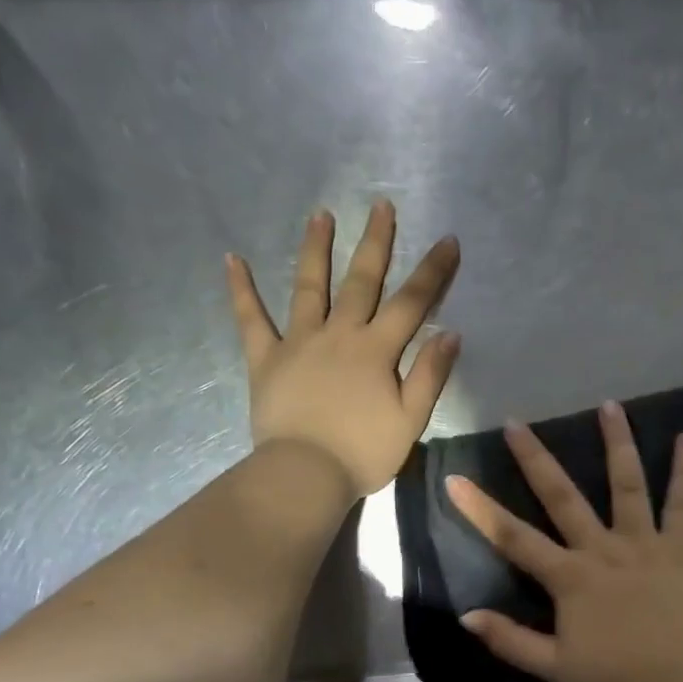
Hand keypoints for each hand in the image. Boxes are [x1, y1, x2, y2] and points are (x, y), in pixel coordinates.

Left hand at [227, 201, 460, 498]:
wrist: (305, 476)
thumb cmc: (363, 452)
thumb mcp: (411, 420)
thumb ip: (430, 375)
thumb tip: (450, 332)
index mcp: (377, 350)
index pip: (412, 302)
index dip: (433, 271)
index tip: (448, 240)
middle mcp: (339, 334)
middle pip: (361, 281)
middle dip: (375, 242)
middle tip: (381, 205)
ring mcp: (299, 342)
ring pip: (309, 286)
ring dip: (315, 249)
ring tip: (321, 215)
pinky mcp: (266, 359)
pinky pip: (251, 320)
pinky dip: (241, 290)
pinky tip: (232, 259)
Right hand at [446, 402, 682, 681]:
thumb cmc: (617, 678)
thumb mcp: (554, 668)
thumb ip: (510, 640)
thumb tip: (466, 615)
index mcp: (569, 577)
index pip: (514, 537)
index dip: (480, 509)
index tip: (455, 479)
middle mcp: (602, 548)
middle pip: (563, 496)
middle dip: (535, 458)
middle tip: (516, 423)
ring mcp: (643, 543)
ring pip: (627, 484)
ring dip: (617, 443)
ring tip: (610, 405)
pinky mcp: (679, 548)